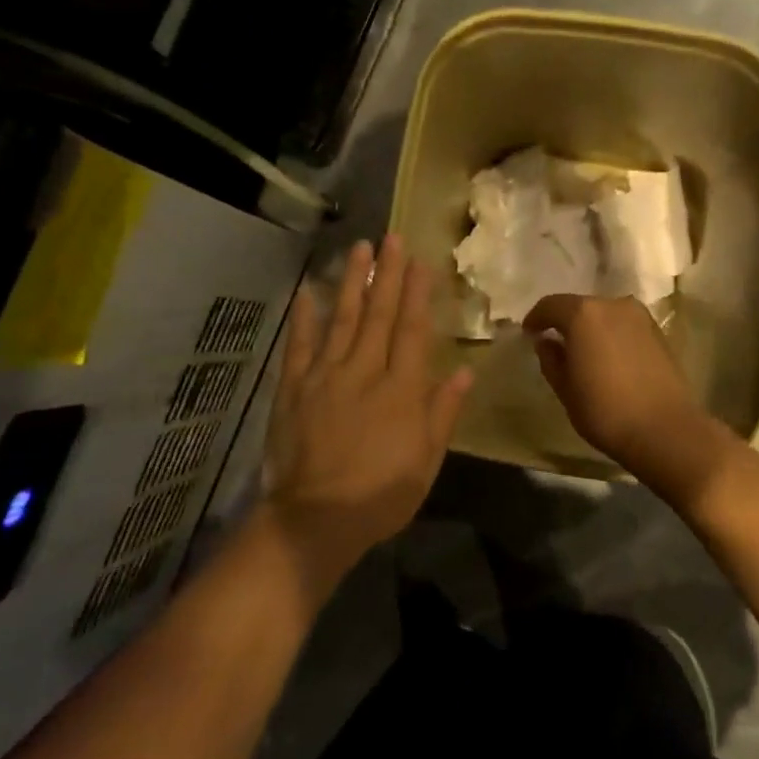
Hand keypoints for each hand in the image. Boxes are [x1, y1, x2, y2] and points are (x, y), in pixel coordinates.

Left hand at [263, 234, 472, 589]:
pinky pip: (299, 347)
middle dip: (387, 274)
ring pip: (341, 319)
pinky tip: (306, 292)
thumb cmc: (381, 495)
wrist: (316, 520)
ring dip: (351, 282)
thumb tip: (465, 372)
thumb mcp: (426, 461)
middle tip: (392, 238)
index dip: (417, 293)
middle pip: (378, 314)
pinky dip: (303, 319)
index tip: (420, 261)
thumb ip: (443, 412)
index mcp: (401, 389)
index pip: (412, 330)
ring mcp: (325, 376)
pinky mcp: (293, 389)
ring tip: (358, 248)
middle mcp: (364, 371)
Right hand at [523, 294, 728, 504]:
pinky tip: (608, 358)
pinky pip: (624, 326)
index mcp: (584, 314)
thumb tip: (546, 342)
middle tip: (555, 344)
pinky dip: (611, 335)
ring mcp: (640, 316)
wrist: (666, 430)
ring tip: (583, 353)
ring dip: (590, 328)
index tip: (529, 334)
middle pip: (580, 306)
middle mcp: (613, 304)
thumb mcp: (566, 389)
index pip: (550, 305)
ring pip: (605, 315)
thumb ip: (551, 359)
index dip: (536, 318)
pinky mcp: (658, 332)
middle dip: (565, 322)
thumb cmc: (605, 410)